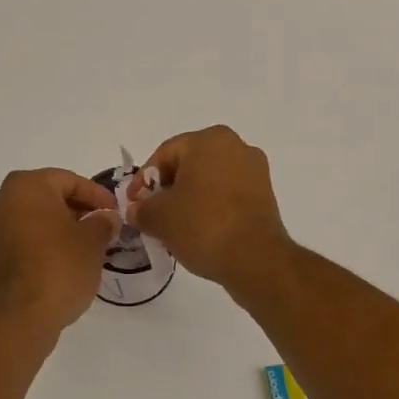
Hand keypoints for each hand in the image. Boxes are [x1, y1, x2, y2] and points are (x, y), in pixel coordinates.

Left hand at [0, 168, 119, 333]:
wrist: (20, 317)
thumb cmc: (60, 267)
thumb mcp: (93, 241)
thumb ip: (103, 222)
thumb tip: (107, 218)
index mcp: (26, 185)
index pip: (69, 180)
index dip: (97, 195)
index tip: (115, 212)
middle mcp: (3, 198)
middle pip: (50, 195)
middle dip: (78, 208)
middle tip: (103, 225)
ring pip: (36, 216)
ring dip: (62, 225)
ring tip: (89, 243)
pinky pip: (25, 235)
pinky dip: (46, 240)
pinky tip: (67, 257)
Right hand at [126, 126, 291, 289]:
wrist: (255, 258)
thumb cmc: (202, 224)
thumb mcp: (159, 217)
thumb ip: (141, 209)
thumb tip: (136, 211)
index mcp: (210, 140)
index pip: (165, 154)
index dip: (143, 180)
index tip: (133, 204)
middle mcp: (237, 146)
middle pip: (189, 166)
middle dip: (168, 190)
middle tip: (151, 215)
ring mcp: (255, 171)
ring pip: (209, 182)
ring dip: (189, 201)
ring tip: (174, 228)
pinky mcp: (266, 196)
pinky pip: (228, 196)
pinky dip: (210, 209)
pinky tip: (199, 232)